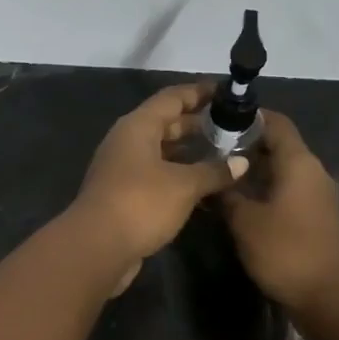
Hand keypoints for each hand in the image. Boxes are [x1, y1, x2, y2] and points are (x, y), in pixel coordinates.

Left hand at [70, 83, 247, 293]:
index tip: (226, 92)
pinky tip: (204, 187)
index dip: (199, 92)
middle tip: (232, 127)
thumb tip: (241, 162)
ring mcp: (123, 168)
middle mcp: (127, 141)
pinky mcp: (124, 194)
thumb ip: (213, 171)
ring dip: (189, 153)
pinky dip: (179, 176)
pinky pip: (157, 175)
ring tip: (224, 156)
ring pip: (162, 152)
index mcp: (138, 126)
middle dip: (197, 124)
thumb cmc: (140, 203)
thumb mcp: (184, 185)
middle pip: (166, 123)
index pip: (172, 97)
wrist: (97, 247)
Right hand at [220, 111, 338, 316]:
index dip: (248, 117)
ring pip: (283, 170)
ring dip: (255, 169)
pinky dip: (267, 189)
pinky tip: (242, 202)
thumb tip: (212, 179)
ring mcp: (319, 196)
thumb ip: (226, 194)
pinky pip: (290, 191)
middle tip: (210, 149)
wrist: (330, 299)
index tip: (217, 120)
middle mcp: (313, 172)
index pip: (276, 122)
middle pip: (279, 145)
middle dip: (246, 144)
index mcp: (299, 163)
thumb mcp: (244, 221)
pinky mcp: (318, 217)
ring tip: (221, 175)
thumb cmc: (286, 251)